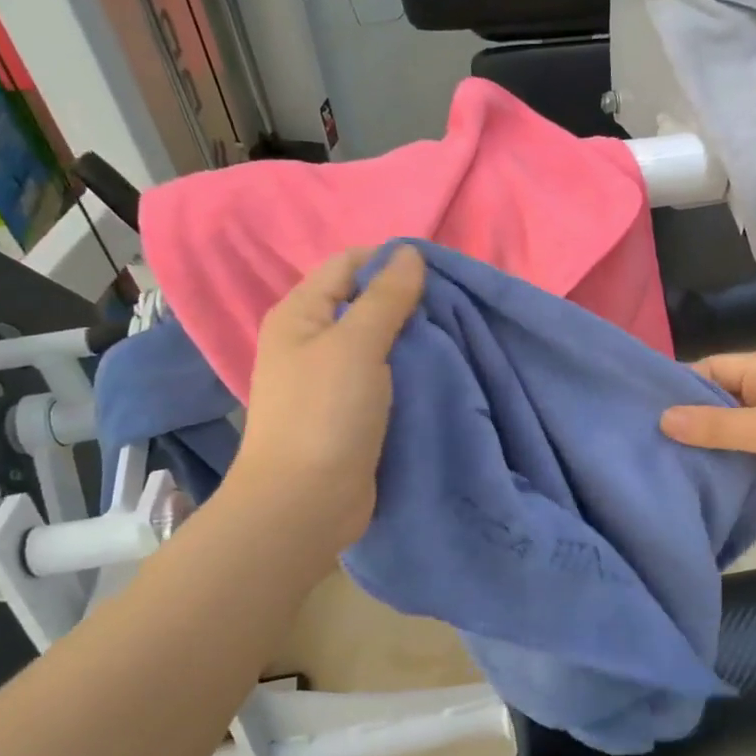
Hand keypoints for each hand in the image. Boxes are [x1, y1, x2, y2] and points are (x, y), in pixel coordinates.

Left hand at [225, 245, 425, 555]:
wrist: (305, 503)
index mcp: (301, 313)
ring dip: (413, 338)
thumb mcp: (356, 345)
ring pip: (379, 341)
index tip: (441, 274)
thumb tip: (409, 252)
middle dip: (408, 301)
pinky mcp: (350, 411)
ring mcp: (330, 378)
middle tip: (455, 307)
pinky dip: (409, 370)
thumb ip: (385, 297)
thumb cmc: (325, 414)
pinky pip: (384, 376)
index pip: (349, 265)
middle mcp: (311, 340)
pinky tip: (440, 370)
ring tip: (455, 336)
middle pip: (365, 302)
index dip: (392, 262)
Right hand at [659, 351, 755, 538]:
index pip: (710, 368)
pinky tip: (696, 475)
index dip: (677, 385)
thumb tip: (662, 418)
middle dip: (686, 416)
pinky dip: (724, 459)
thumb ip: (715, 426)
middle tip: (641, 440)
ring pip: (730, 427)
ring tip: (659, 459)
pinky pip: (745, 450)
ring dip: (704, 441)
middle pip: (717, 397)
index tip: (638, 409)